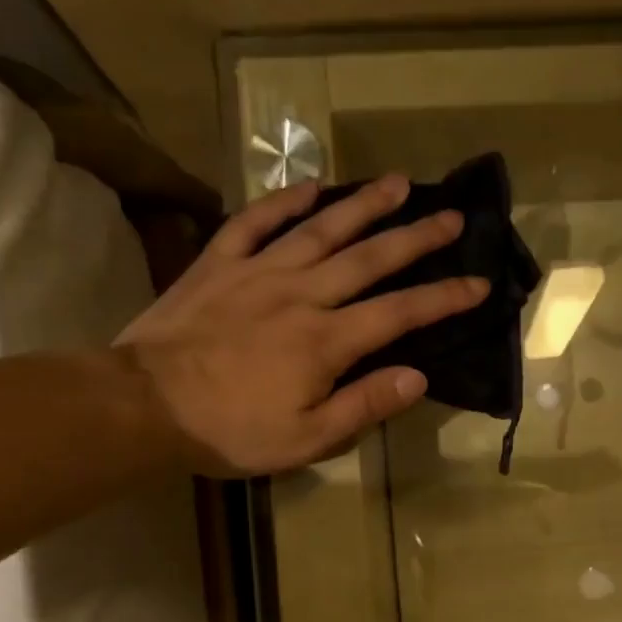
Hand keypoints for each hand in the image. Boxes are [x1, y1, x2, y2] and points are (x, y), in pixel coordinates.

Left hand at [117, 175, 486, 476]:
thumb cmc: (231, 430)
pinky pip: (255, 222)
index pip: (400, 313)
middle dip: (417, 237)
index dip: (445, 298)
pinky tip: (310, 186)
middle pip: (369, 258)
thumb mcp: (307, 438)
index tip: (478, 284)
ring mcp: (258, 273)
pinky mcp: (218, 265)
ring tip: (397, 183)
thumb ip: (365, 405)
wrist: (143, 407)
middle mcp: (302, 294)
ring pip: (320, 228)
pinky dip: (284, 200)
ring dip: (362, 204)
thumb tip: (418, 377)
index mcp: (327, 341)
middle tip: (452, 215)